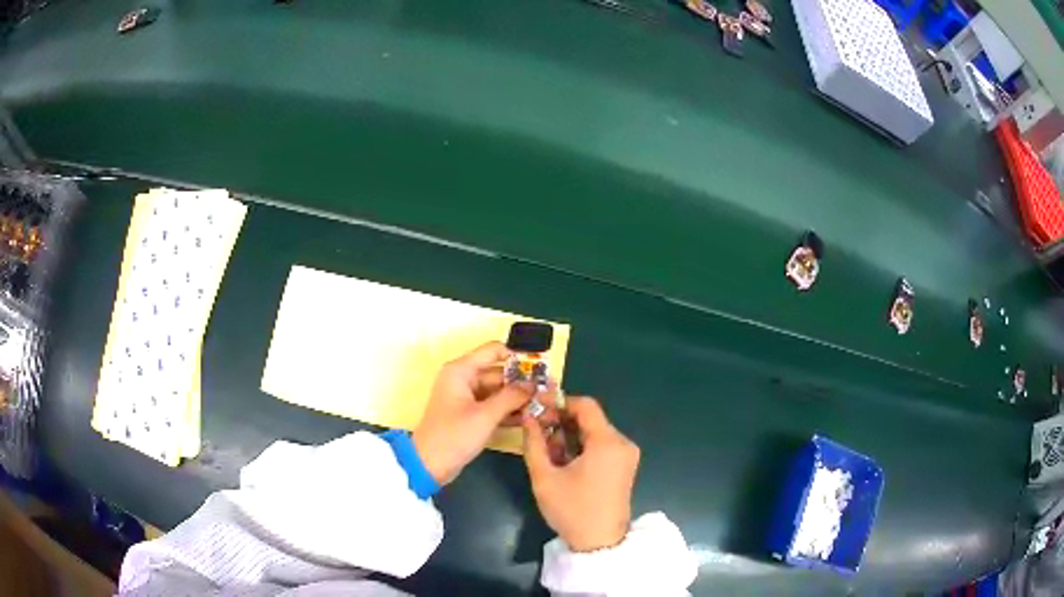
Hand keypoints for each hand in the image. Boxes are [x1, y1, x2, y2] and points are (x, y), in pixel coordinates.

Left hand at [413, 342, 532, 485]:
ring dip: (518, 398)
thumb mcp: (485, 416)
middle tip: (549, 390)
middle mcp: (464, 379)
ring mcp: (467, 397)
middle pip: (499, 372)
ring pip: (499, 391)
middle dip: (522, 381)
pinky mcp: (471, 414)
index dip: (517, 356)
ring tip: (544, 404)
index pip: (494, 351)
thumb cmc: (453, 436)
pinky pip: (494, 405)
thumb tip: (533, 385)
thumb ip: (511, 397)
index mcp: (461, 371)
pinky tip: (530, 417)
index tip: (541, 366)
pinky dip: (508, 410)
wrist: (429, 465)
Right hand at [523, 397, 639, 551]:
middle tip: (536, 430)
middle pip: (590, 418)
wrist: (600, 542)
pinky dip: (581, 446)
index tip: (536, 407)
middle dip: (561, 420)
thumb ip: (534, 442)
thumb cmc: (571, 510)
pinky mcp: (624, 466)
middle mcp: (622, 443)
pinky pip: (601, 445)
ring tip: (546, 449)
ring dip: (569, 435)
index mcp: (607, 442)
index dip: (559, 401)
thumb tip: (528, 416)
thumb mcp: (544, 476)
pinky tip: (563, 460)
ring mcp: (626, 455)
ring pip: (594, 432)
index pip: (585, 405)